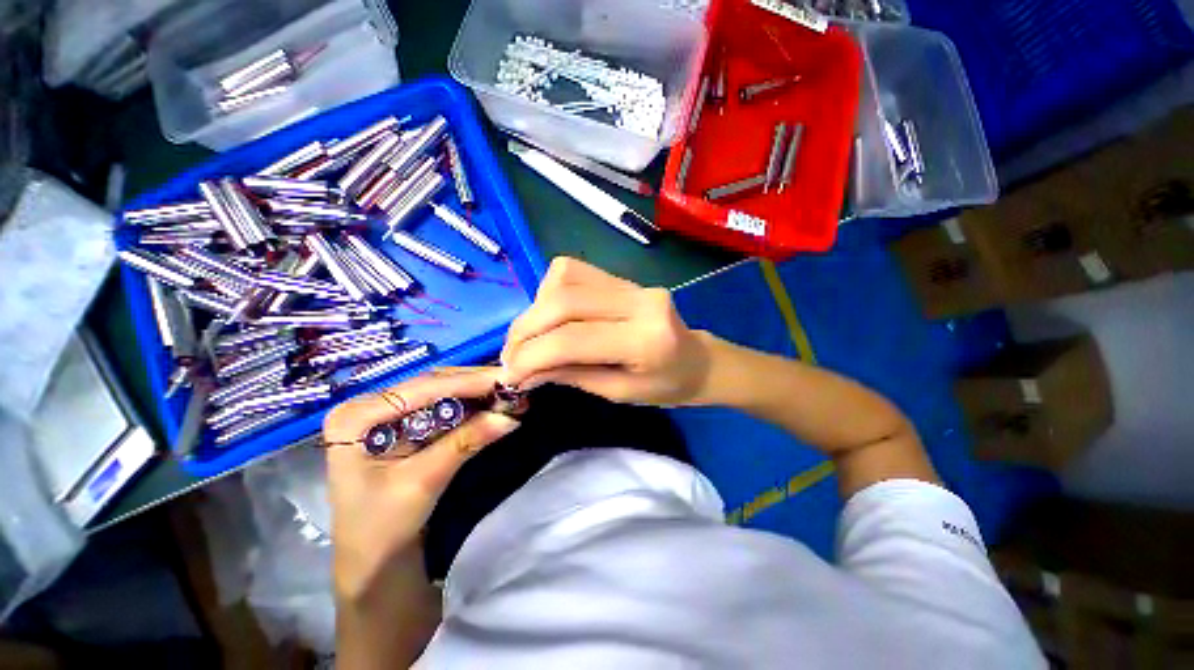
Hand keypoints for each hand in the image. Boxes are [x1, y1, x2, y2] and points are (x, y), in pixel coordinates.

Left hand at [323, 368, 519, 597]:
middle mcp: (370, 405)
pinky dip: (471, 406)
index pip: (422, 388)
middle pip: (433, 384)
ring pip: (442, 392)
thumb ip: (465, 443)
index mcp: (357, 416)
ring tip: (509, 392)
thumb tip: (509, 417)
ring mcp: (387, 413)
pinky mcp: (405, 423)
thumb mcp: (423, 482)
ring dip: (477, 393)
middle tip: (513, 384)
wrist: (373, 560)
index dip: (468, 382)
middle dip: (476, 384)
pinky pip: (444, 407)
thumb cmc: (382, 528)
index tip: (506, 379)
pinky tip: (493, 404)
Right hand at [501, 257, 714, 406]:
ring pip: (563, 279)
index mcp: (645, 340)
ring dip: (535, 309)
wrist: (698, 360)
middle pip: (562, 301)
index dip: (531, 356)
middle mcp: (640, 301)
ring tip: (530, 337)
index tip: (509, 374)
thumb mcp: (618, 393)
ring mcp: (633, 283)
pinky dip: (550, 293)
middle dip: (526, 329)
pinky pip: (574, 272)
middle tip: (511, 356)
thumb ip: (570, 376)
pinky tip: (552, 316)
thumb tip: (523, 370)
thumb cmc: (665, 387)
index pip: (572, 340)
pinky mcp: (625, 277)